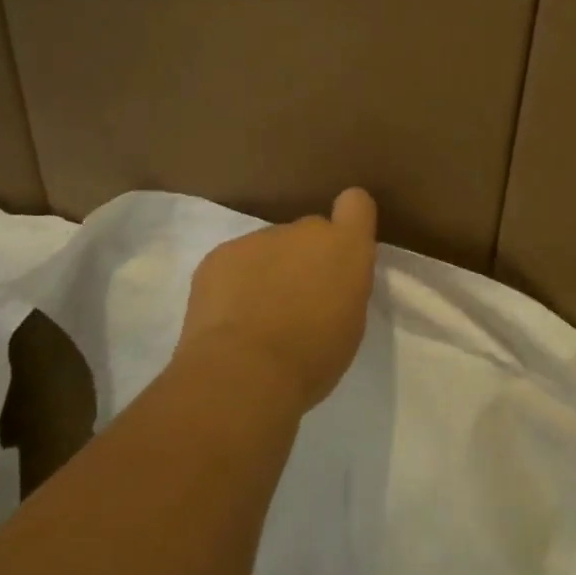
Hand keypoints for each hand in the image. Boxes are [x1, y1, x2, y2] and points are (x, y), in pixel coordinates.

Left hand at [175, 188, 378, 414]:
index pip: (356, 204)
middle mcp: (305, 230)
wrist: (245, 370)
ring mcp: (258, 238)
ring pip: (269, 248)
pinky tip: (229, 318)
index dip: (349, 220)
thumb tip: (325, 284)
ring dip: (268, 272)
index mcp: (346, 247)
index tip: (341, 250)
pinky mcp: (219, 254)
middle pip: (308, 233)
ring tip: (257, 317)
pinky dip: (234, 284)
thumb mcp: (350, 324)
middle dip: (304, 258)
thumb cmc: (313, 355)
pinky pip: (234, 263)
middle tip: (296, 302)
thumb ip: (342, 288)